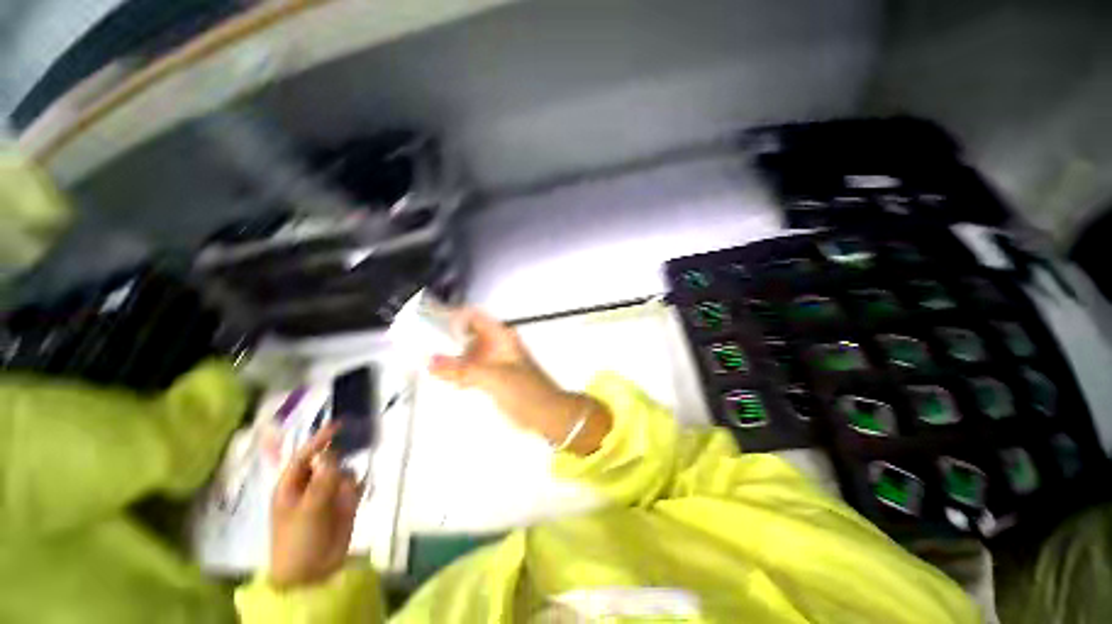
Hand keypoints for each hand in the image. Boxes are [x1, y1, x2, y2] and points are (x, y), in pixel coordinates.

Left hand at [269, 423, 361, 589]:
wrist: (312, 573)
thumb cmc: (298, 540)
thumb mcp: (307, 510)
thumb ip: (323, 481)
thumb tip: (333, 453)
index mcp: (292, 486)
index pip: (305, 455)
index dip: (320, 440)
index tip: (339, 425)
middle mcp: (311, 485)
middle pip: (328, 461)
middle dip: (339, 458)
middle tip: (349, 456)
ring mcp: (329, 495)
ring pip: (344, 472)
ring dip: (347, 480)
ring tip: (344, 499)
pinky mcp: (344, 503)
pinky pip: (356, 486)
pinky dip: (359, 487)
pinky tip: (355, 497)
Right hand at [429, 308, 611, 454]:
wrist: (546, 413)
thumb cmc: (525, 391)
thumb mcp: (492, 377)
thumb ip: (462, 369)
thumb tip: (432, 361)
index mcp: (501, 337)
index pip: (474, 317)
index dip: (454, 316)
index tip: (432, 326)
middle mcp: (498, 345)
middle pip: (469, 334)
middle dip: (450, 341)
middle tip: (430, 352)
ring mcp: (497, 361)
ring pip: (469, 353)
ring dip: (454, 359)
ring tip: (439, 370)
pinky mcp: (495, 377)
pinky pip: (473, 369)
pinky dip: (462, 373)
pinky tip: (454, 382)